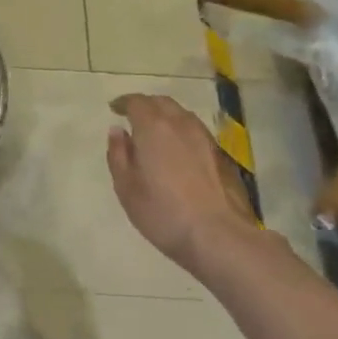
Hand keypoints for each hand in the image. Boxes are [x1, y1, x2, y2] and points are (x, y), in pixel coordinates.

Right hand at [106, 94, 258, 270]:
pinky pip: (197, 132)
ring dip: (166, 117)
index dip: (124, 103)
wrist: (219, 236)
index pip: (137, 102)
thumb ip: (118, 154)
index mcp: (154, 128)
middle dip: (146, 106)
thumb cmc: (163, 212)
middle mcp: (182, 125)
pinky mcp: (222, 156)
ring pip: (183, 116)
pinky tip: (179, 152)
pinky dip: (182, 133)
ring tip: (156, 133)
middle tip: (134, 118)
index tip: (114, 109)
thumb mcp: (126, 187)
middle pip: (163, 103)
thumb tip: (118, 131)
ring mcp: (206, 139)